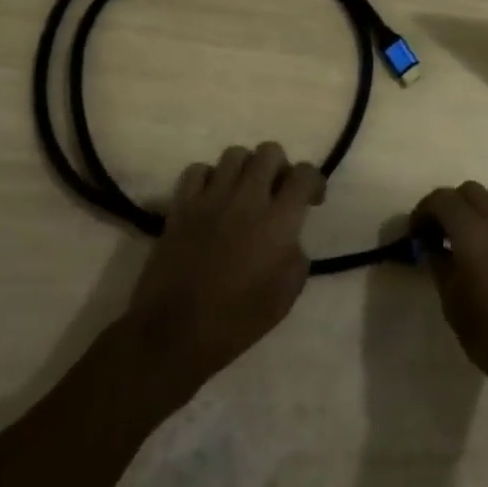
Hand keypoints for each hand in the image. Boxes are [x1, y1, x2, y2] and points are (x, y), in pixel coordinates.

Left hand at [122, 142, 325, 403]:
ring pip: (235, 154)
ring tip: (243, 191)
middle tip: (276, 191)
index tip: (312, 199)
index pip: (304, 174)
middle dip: (279, 167)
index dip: (314, 180)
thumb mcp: (285, 297)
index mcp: (278, 221)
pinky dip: (208, 178)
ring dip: (245, 169)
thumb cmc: (235, 322)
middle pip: (269, 151)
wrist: (173, 334)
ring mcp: (211, 197)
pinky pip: (198, 170)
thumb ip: (296, 257)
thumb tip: (291, 238)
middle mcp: (247, 198)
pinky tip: (211, 198)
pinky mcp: (182, 204)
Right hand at [413, 181, 487, 410]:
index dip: (423, 210)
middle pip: (469, 191)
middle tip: (433, 232)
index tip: (413, 233)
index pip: (443, 199)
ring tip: (454, 241)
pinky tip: (476, 254)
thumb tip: (430, 247)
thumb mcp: (452, 301)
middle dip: (448, 204)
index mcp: (472, 231)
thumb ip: (439, 265)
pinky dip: (484, 224)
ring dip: (469, 211)